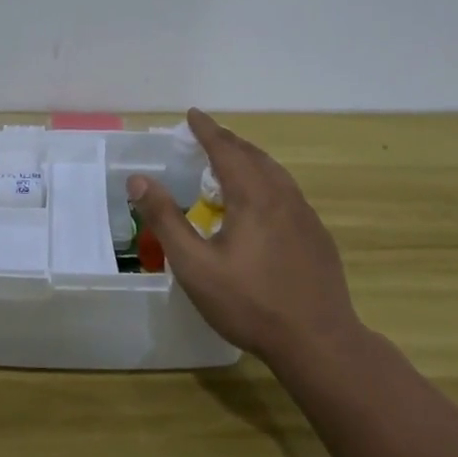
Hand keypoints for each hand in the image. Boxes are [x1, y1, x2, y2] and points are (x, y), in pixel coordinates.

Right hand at [128, 110, 364, 367]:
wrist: (318, 342)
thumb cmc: (249, 304)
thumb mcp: (195, 265)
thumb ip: (165, 219)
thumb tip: (139, 180)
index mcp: (253, 197)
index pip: (226, 149)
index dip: (206, 130)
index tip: (192, 114)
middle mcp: (283, 197)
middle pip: (254, 156)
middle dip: (228, 141)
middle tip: (207, 135)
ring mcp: (305, 216)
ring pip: (275, 173)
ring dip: (251, 160)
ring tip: (233, 162)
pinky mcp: (317, 237)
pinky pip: (288, 193)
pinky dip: (268, 181)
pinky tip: (263, 204)